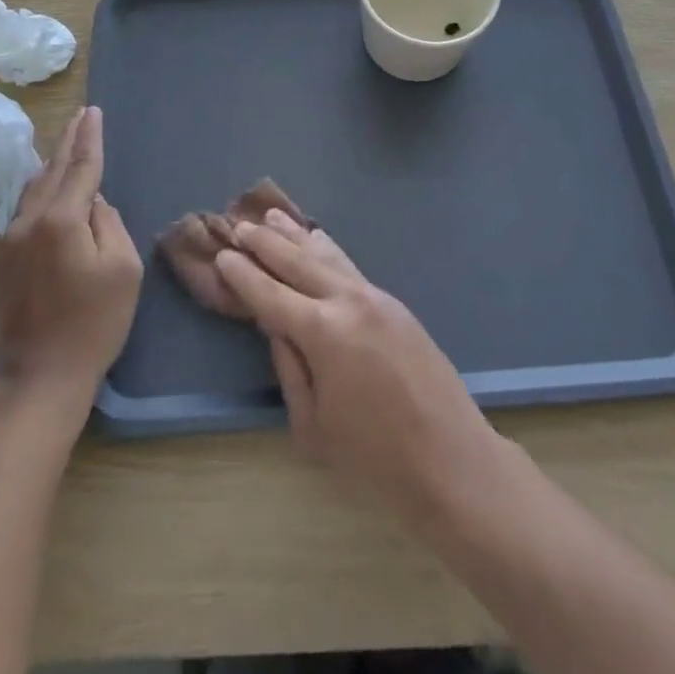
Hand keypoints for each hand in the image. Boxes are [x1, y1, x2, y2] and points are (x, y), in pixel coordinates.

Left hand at [0, 107, 142, 411]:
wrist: (37, 379)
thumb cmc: (93, 324)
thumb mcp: (122, 269)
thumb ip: (109, 224)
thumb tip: (92, 203)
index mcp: (62, 220)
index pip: (80, 166)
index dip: (89, 138)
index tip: (93, 111)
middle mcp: (30, 222)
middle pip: (52, 171)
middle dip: (68, 141)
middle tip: (80, 116)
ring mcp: (10, 242)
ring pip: (34, 190)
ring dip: (52, 164)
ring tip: (66, 145)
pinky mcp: (2, 262)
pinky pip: (25, 211)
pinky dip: (42, 190)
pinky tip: (49, 189)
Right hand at [214, 211, 500, 512]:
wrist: (452, 458)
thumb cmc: (374, 458)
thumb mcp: (313, 426)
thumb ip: (289, 369)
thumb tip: (274, 326)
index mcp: (322, 333)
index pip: (270, 294)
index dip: (243, 274)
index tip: (222, 254)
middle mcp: (347, 301)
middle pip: (297, 261)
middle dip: (265, 242)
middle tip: (238, 224)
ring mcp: (375, 297)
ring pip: (327, 255)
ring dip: (296, 235)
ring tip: (272, 215)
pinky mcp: (394, 303)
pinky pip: (350, 265)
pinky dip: (328, 248)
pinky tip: (319, 238)